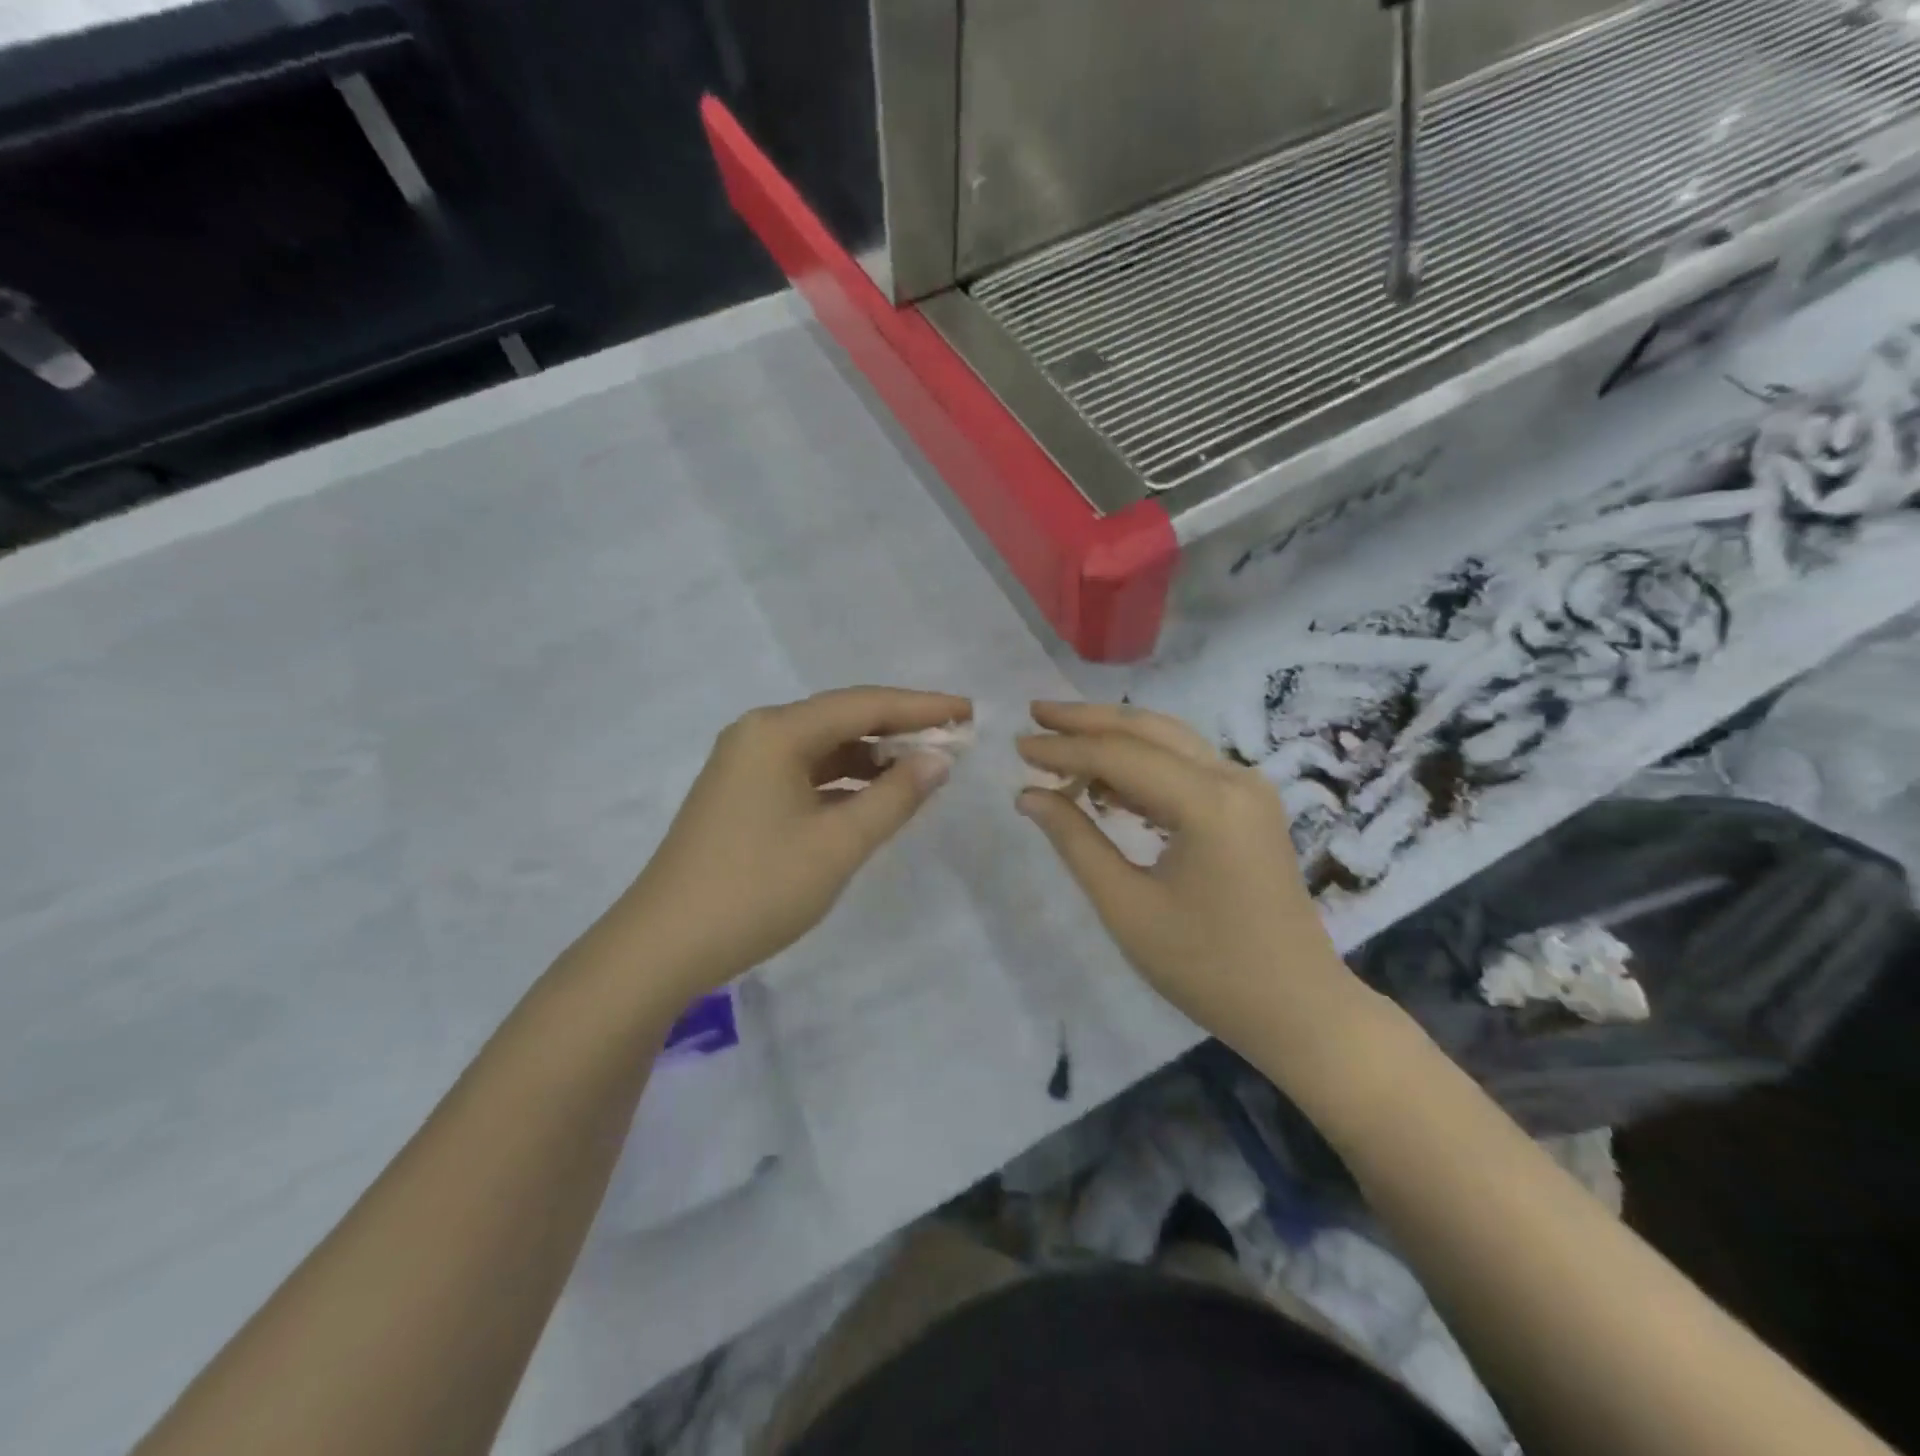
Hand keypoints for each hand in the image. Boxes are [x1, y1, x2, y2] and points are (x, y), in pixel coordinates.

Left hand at [610, 687, 970, 999]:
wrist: (663, 947)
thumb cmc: (758, 889)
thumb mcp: (838, 844)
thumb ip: (895, 796)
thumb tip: (939, 760)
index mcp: (777, 732)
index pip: (864, 705)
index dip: (921, 707)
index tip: (968, 712)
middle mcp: (758, 735)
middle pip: (842, 719)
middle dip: (899, 729)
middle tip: (953, 738)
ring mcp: (744, 766)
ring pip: (823, 748)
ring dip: (872, 757)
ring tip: (923, 770)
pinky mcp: (741, 796)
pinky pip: (804, 774)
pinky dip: (843, 782)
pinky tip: (874, 798)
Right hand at [1015, 701, 1361, 1049]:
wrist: (1296, 1007)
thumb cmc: (1206, 967)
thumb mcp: (1126, 907)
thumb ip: (1075, 841)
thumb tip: (1029, 795)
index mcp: (1208, 802)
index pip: (1120, 756)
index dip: (1063, 748)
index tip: (1017, 745)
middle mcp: (1234, 779)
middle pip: (1149, 730)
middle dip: (1087, 720)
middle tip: (1034, 713)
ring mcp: (1248, 789)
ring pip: (1169, 742)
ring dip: (1114, 738)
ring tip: (1060, 742)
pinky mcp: (1249, 806)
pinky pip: (1186, 767)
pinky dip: (1142, 766)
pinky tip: (1105, 782)